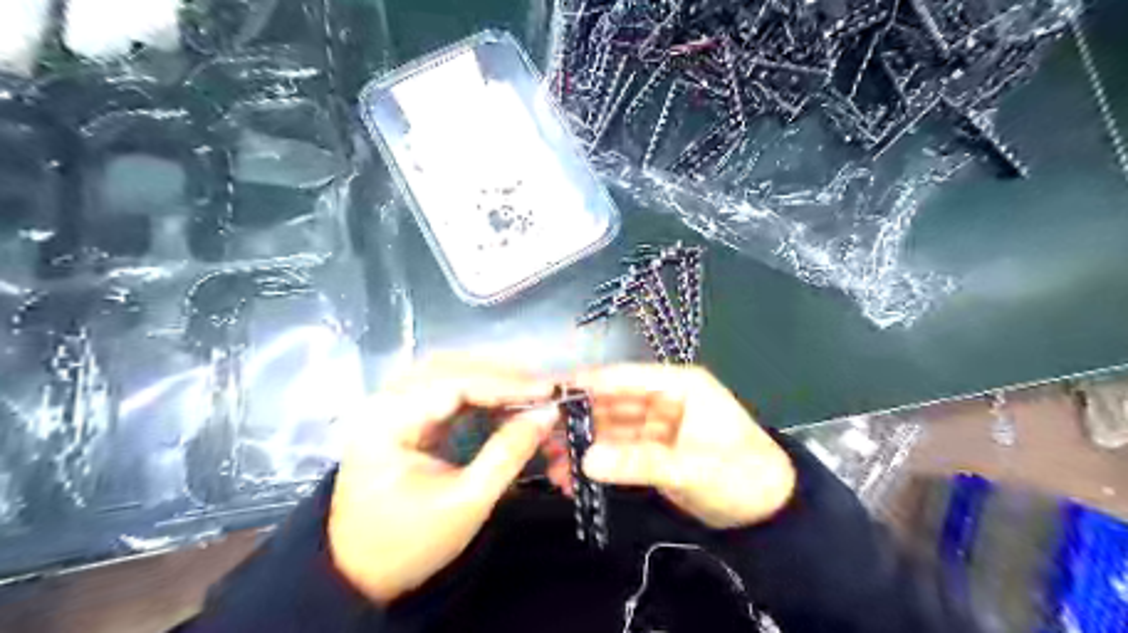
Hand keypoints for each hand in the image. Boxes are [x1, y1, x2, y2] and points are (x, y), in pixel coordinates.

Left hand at [323, 356, 555, 602]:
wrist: (362, 574)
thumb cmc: (411, 544)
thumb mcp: (467, 501)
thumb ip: (508, 453)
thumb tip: (548, 413)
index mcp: (388, 422)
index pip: (454, 384)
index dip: (505, 383)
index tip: (548, 390)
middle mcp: (384, 401)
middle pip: (450, 367)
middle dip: (501, 375)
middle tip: (543, 388)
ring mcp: (390, 405)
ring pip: (448, 371)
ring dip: (490, 377)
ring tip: (529, 389)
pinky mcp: (402, 414)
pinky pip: (444, 388)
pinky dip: (477, 390)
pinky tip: (503, 398)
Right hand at [548, 363, 796, 529]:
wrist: (770, 514)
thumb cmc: (743, 476)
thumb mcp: (692, 468)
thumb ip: (640, 462)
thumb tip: (586, 459)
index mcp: (678, 386)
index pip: (624, 377)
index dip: (586, 382)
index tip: (547, 394)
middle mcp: (661, 400)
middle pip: (610, 403)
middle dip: (576, 420)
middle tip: (540, 437)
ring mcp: (654, 427)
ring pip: (609, 429)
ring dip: (581, 445)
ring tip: (550, 464)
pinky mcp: (650, 451)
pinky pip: (616, 452)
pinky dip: (596, 463)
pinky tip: (572, 479)